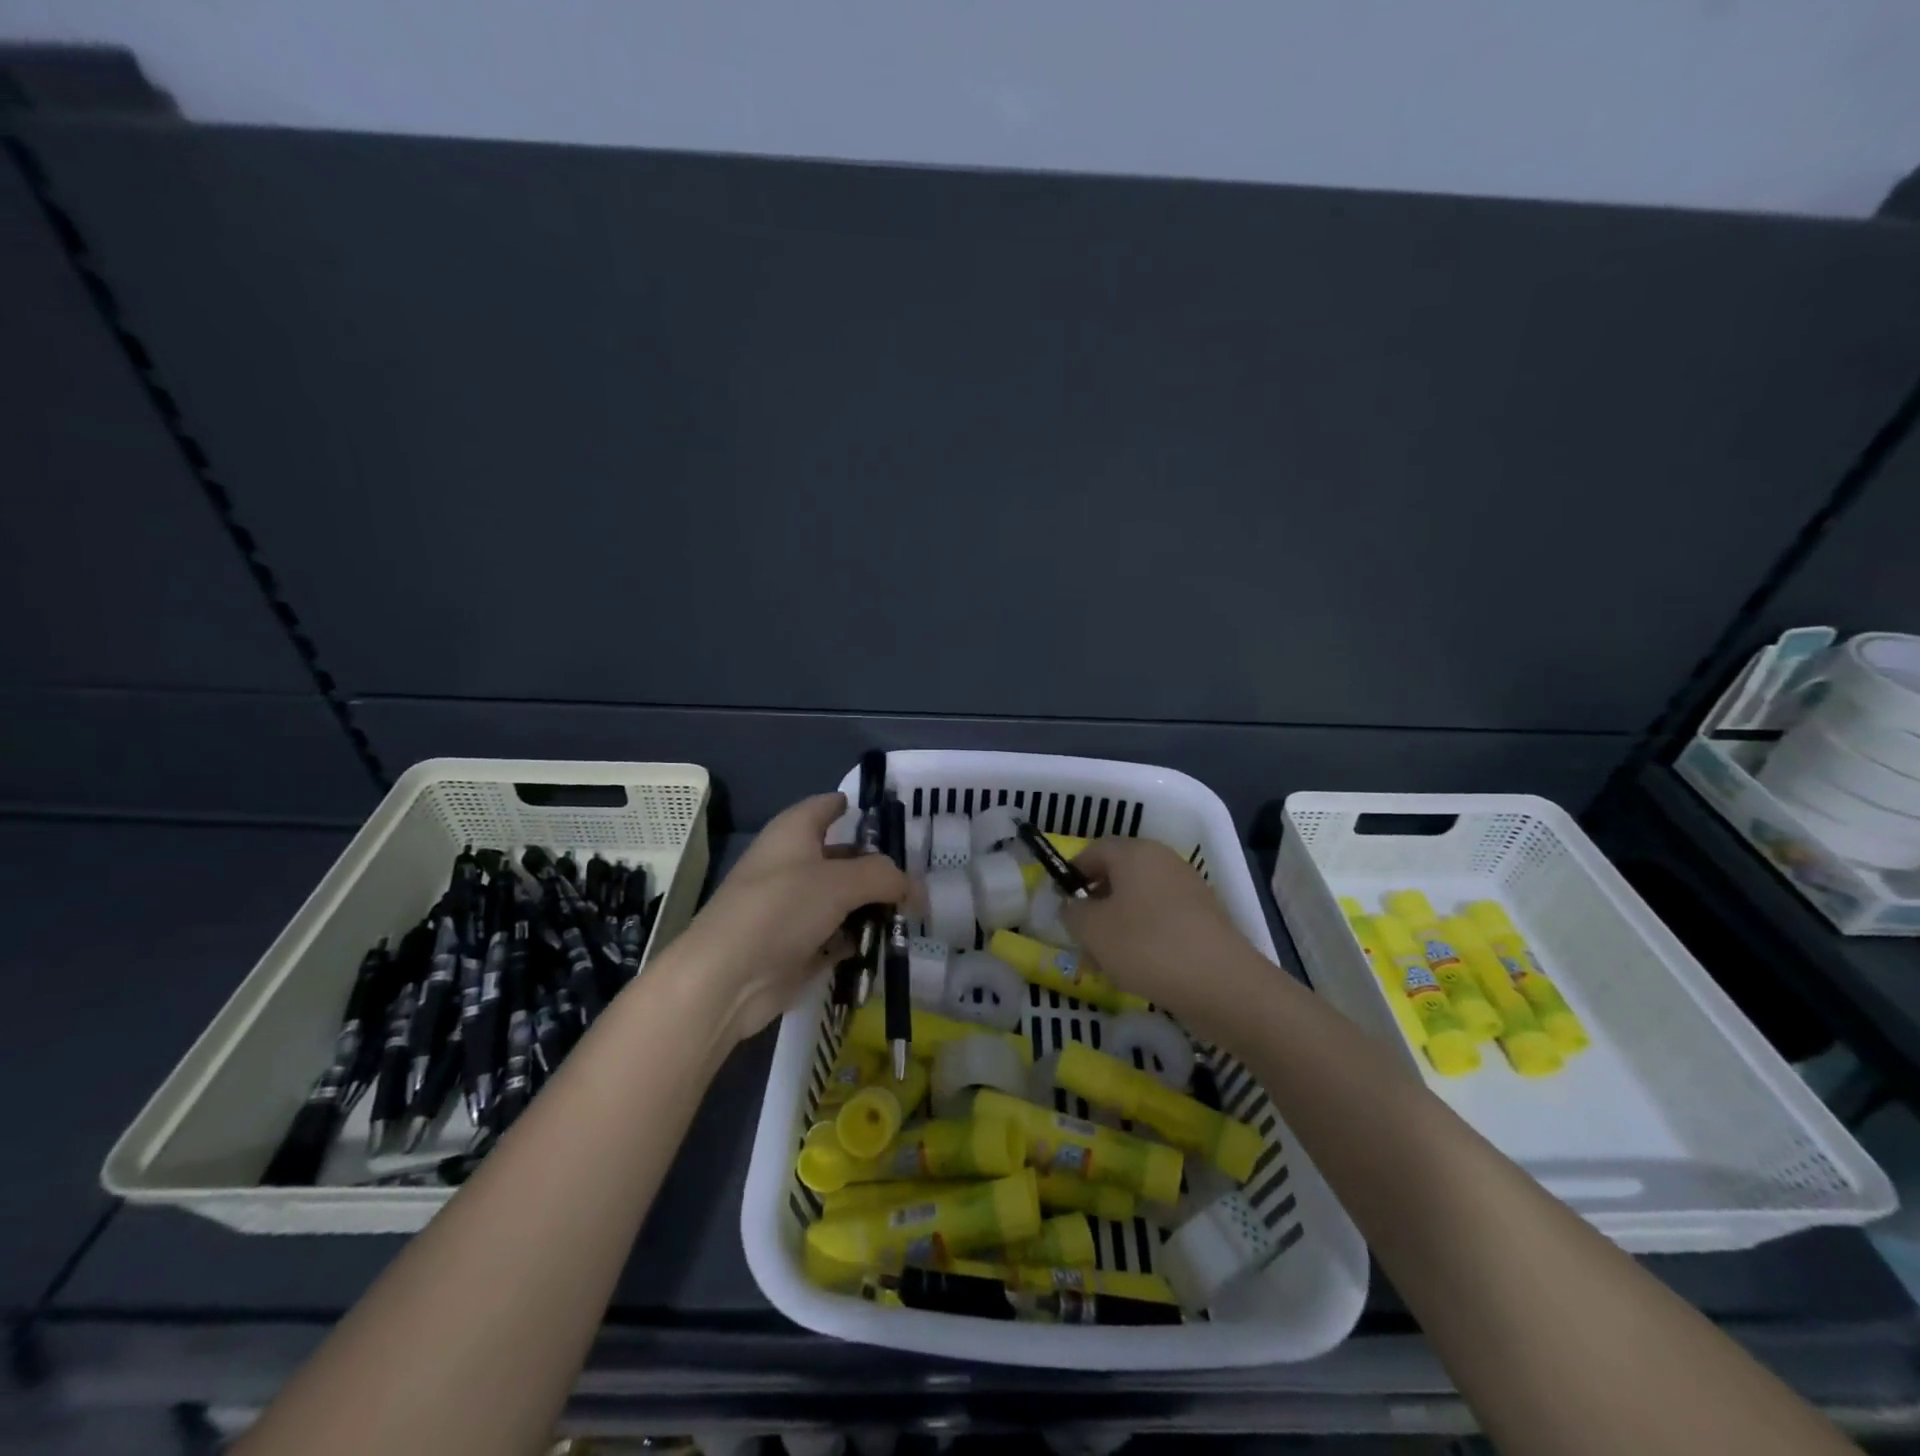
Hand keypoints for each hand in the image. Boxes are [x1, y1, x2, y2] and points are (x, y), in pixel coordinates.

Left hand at [670, 793, 908, 1046]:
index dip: (856, 807)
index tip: (892, 818)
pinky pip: (838, 935)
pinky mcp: (797, 945)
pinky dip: (859, 939)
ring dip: (873, 909)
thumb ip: (883, 877)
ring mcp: (793, 907)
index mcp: (794, 832)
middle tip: (920, 881)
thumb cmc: (780, 910)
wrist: (727, 978)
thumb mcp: (840, 882)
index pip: (827, 806)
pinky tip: (887, 946)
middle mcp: (792, 864)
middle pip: (844, 858)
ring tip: (912, 917)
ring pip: (844, 900)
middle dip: (879, 869)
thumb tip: (911, 886)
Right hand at [1061, 838, 1261, 1032]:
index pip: (1093, 851)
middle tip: (1080, 941)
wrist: (1223, 985)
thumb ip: (1072, 912)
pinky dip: (1143, 939)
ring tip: (1105, 965)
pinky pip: (1161, 921)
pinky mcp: (1204, 918)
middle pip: (1117, 877)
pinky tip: (1137, 971)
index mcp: (1135, 852)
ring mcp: (1187, 889)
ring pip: (1138, 903)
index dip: (1072, 875)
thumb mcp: (1093, 930)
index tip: (1060, 905)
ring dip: (1117, 928)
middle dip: (1095, 908)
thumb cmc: (1147, 946)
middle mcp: (1163, 861)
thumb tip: (1071, 905)